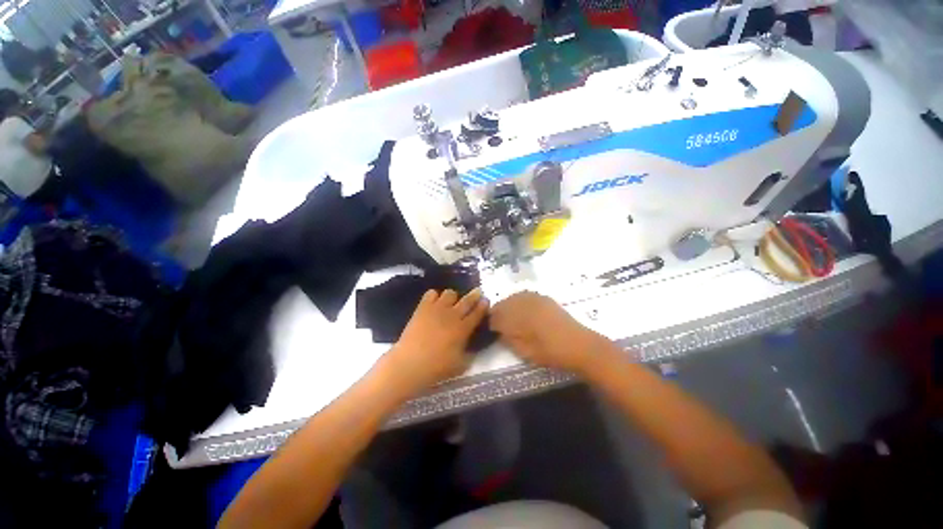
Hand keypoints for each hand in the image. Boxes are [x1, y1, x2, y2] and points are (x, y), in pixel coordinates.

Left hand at [385, 288, 488, 392]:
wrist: (410, 363)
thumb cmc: (436, 368)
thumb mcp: (460, 366)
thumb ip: (469, 354)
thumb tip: (473, 348)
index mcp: (463, 329)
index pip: (477, 313)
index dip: (483, 306)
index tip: (486, 300)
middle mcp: (452, 315)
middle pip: (467, 300)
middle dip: (474, 295)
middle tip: (477, 292)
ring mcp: (437, 309)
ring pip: (450, 293)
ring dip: (453, 297)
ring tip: (451, 302)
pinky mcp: (423, 308)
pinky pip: (431, 293)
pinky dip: (434, 296)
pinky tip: (434, 302)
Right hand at [490, 291, 605, 374]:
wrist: (580, 346)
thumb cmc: (552, 353)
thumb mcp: (527, 352)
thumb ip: (510, 340)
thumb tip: (500, 331)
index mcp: (520, 318)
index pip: (497, 316)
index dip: (492, 322)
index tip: (490, 328)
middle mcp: (525, 304)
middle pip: (504, 303)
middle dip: (498, 312)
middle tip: (496, 322)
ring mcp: (536, 299)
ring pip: (514, 297)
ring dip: (507, 305)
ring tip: (507, 315)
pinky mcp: (544, 298)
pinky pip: (525, 295)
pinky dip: (518, 300)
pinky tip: (520, 308)